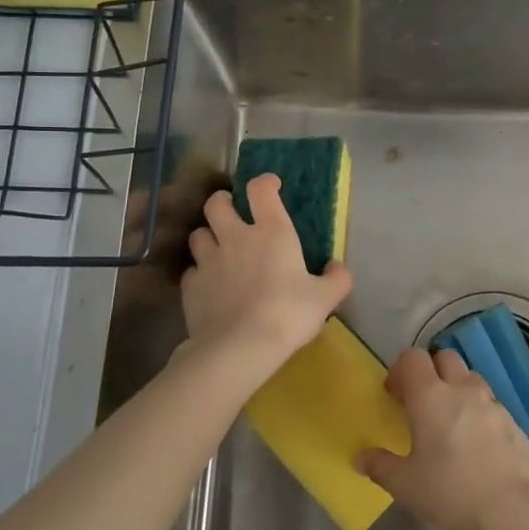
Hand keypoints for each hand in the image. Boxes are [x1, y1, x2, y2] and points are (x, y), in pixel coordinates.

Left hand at [181, 173, 351, 371]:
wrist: (241, 347)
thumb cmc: (288, 314)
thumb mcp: (325, 298)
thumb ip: (337, 279)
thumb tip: (338, 268)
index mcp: (271, 232)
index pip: (260, 190)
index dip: (264, 182)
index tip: (271, 186)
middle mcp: (235, 237)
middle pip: (217, 203)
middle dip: (223, 202)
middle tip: (233, 213)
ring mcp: (208, 260)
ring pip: (198, 234)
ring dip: (208, 236)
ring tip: (218, 248)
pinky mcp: (190, 286)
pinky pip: (191, 270)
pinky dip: (200, 272)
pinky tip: (209, 284)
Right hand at [356, 347, 528, 529]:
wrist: (514, 512)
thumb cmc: (451, 493)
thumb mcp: (405, 486)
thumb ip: (380, 466)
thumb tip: (361, 457)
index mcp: (430, 396)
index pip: (413, 357)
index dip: (400, 370)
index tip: (395, 396)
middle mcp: (462, 389)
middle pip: (444, 358)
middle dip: (431, 372)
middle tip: (422, 404)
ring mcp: (492, 403)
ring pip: (470, 378)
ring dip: (457, 389)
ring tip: (450, 424)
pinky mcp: (514, 422)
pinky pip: (490, 404)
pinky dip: (478, 413)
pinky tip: (476, 446)